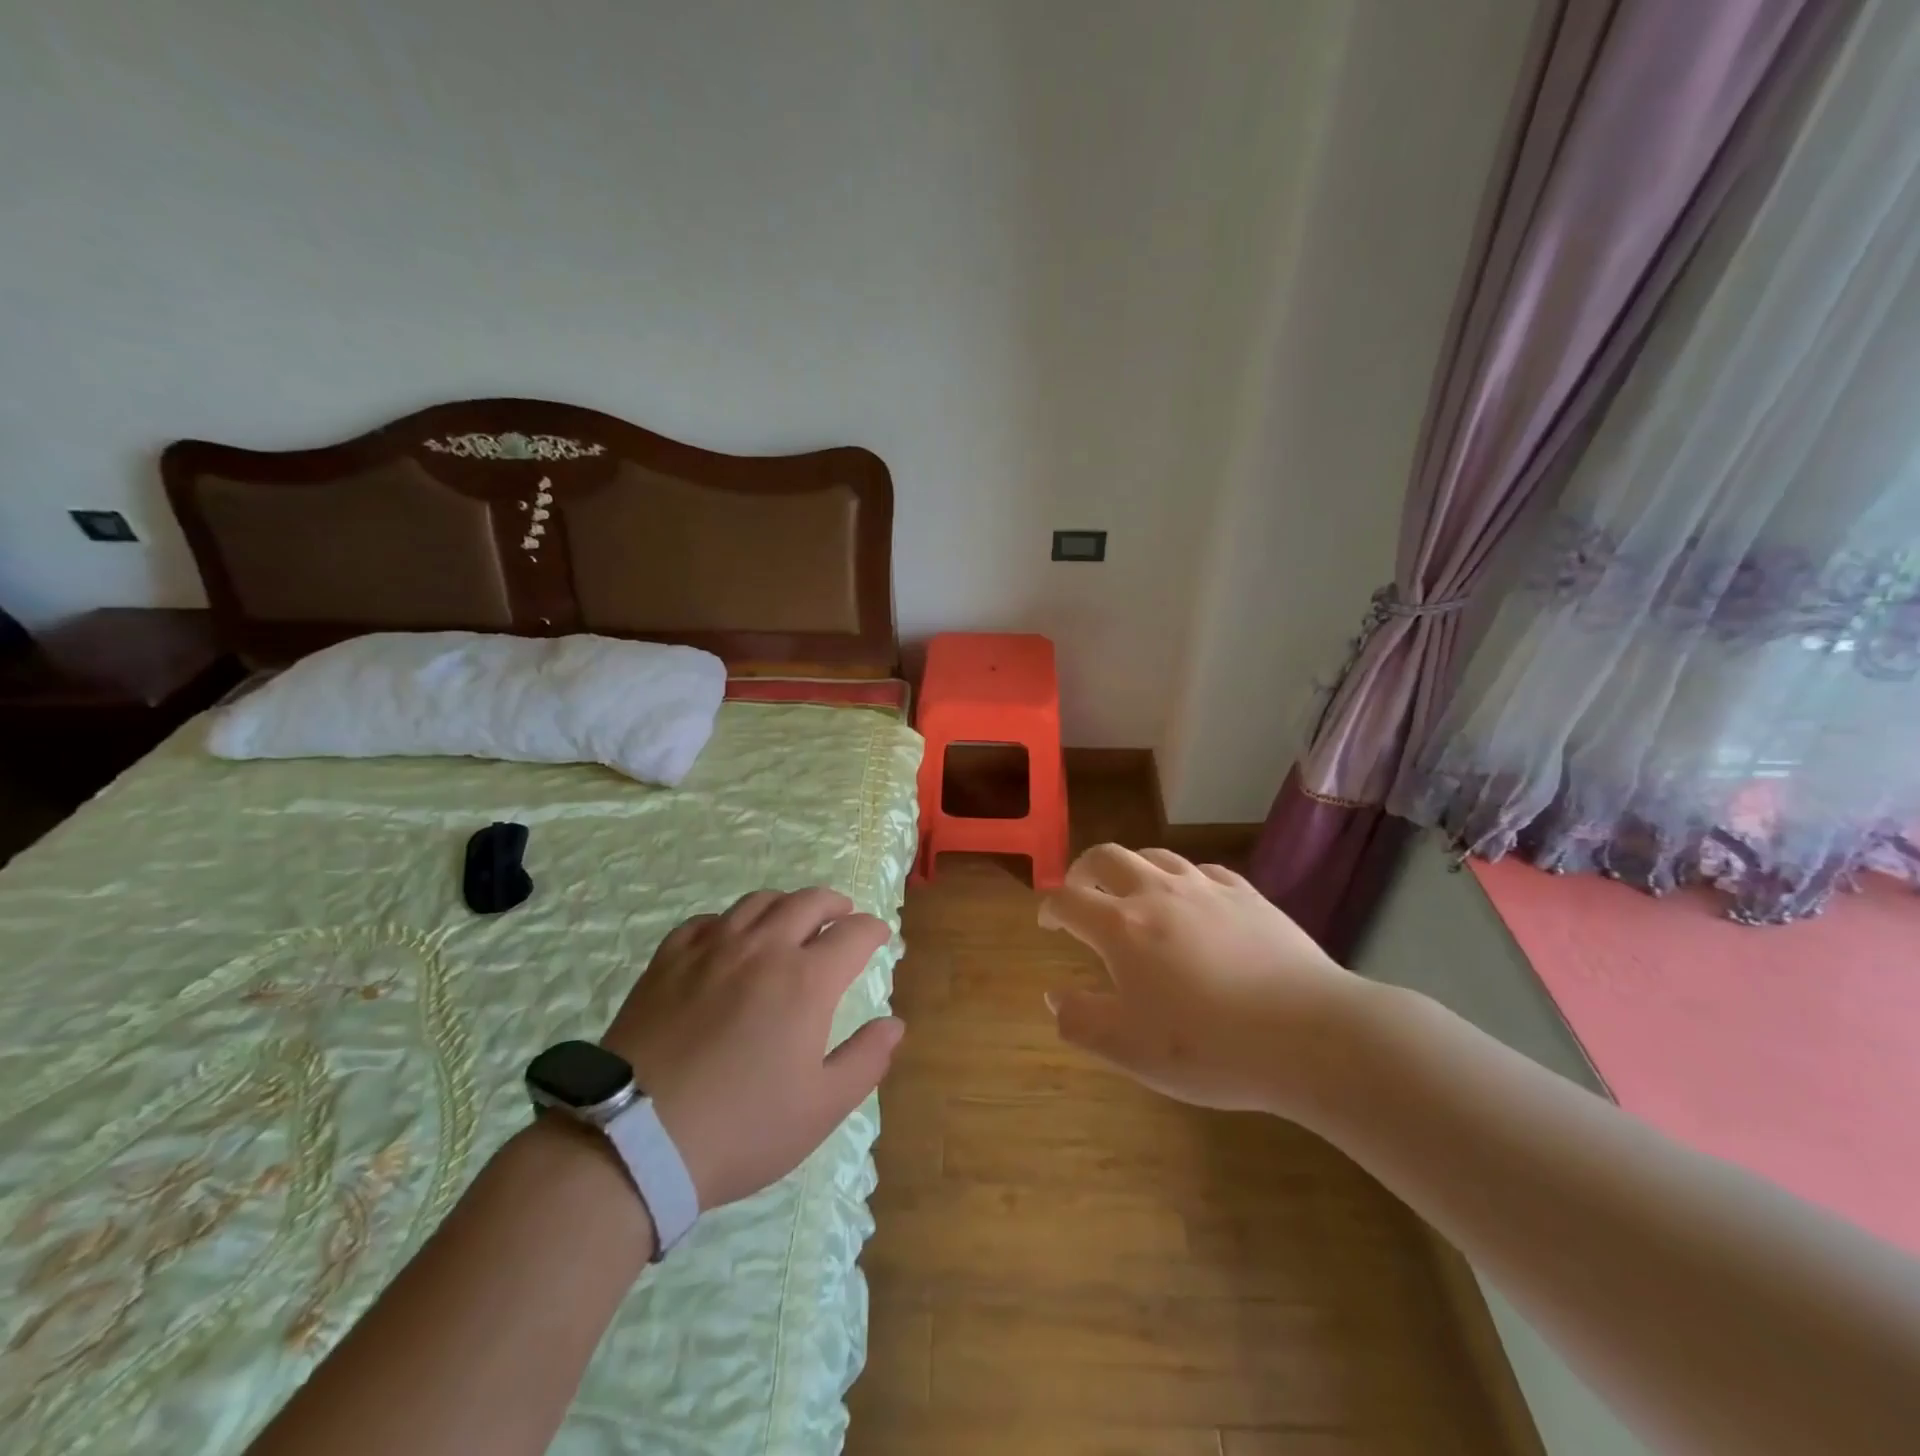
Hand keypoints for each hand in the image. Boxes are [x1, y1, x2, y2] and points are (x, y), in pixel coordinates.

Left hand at [601, 888, 903, 1210]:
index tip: (879, 937)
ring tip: (791, 920)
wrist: (633, 1141)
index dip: (873, 931)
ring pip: (758, 902)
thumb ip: (865, 1060)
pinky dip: (730, 921)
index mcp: (806, 980)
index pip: (853, 934)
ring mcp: (711, 948)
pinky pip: (707, 920)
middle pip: (808, 902)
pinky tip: (728, 940)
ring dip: (786, 904)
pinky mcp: (668, 960)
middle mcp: (763, 949)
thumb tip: (894, 1024)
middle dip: (835, 905)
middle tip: (842, 916)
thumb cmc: (740, 1129)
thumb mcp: (820, 1108)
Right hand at [1039, 845, 1363, 1117]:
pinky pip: (1203, 869)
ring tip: (1132, 891)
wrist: (1309, 1034)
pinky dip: (1183, 877)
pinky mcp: (1247, 894)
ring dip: (1131, 867)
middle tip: (1080, 891)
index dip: (1050, 907)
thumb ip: (1083, 1022)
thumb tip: (1054, 998)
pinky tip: (1193, 897)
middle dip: (1083, 870)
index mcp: (1122, 927)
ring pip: (1155, 855)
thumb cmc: (1210, 1046)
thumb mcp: (1131, 1051)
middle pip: (1106, 857)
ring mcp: (1206, 888)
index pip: (1069, 900)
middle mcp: (1157, 893)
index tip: (1047, 920)